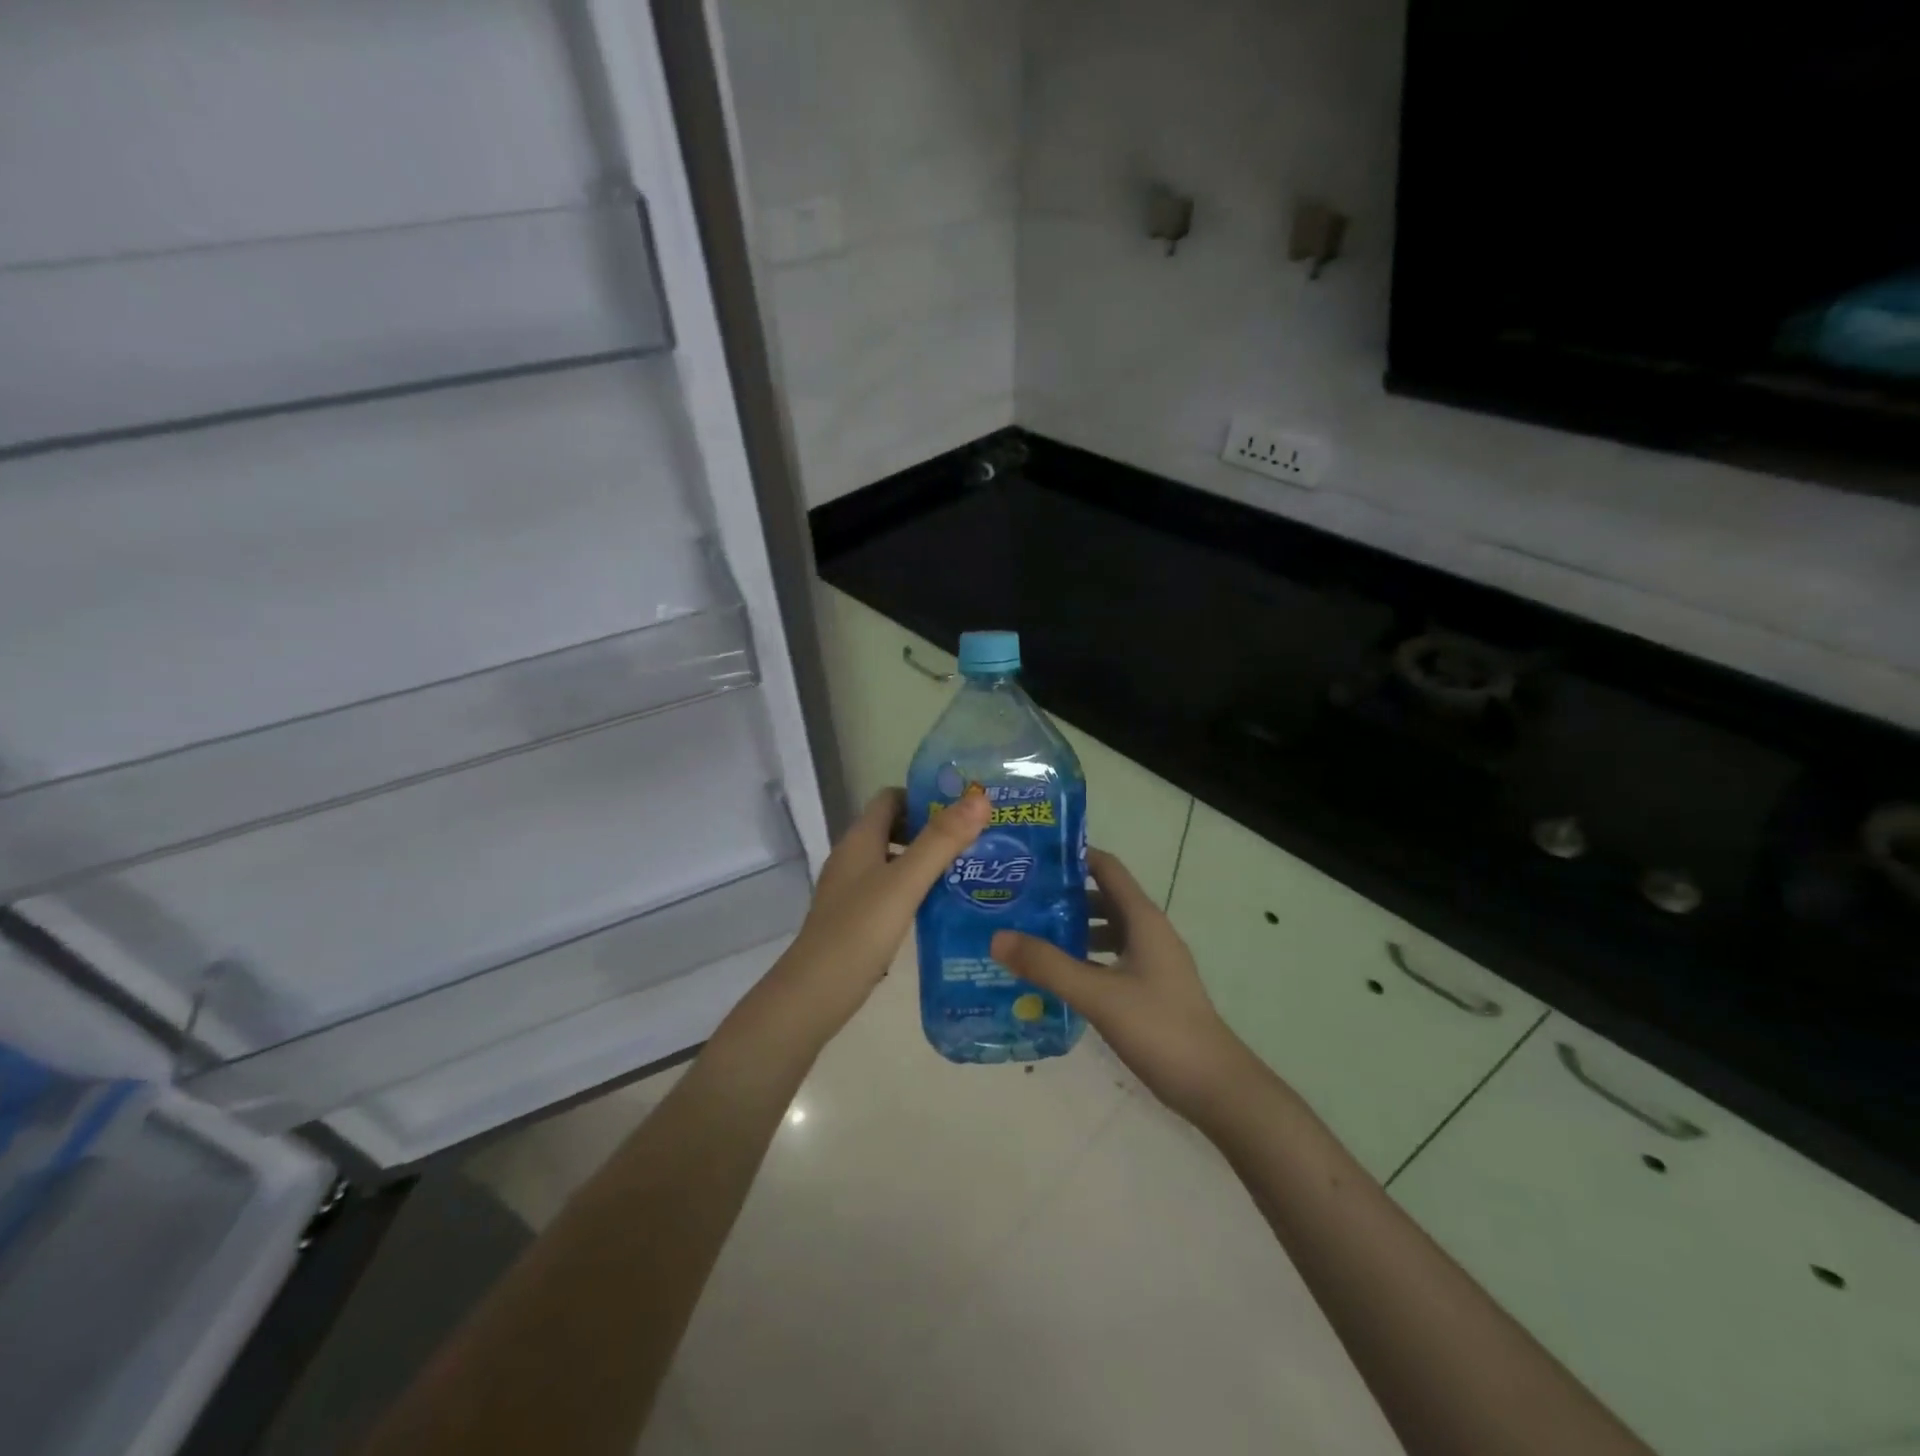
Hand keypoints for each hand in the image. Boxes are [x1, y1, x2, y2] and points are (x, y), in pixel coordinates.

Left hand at [767, 785, 990, 1038]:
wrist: (815, 993)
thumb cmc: (860, 930)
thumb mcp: (906, 882)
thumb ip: (942, 841)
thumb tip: (980, 798)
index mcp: (860, 839)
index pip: (891, 798)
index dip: (924, 796)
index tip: (963, 808)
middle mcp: (853, 857)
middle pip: (895, 827)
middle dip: (932, 829)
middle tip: (975, 839)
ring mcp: (852, 890)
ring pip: (894, 860)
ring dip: (927, 860)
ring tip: (968, 870)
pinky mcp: (856, 918)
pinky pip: (891, 890)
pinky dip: (916, 889)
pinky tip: (942, 906)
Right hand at [991, 850, 1252, 1118]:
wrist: (1213, 1086)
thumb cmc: (1159, 1028)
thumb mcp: (1098, 995)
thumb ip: (1048, 965)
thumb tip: (998, 937)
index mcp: (1143, 918)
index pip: (1106, 867)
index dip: (1072, 856)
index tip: (1031, 859)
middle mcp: (1148, 931)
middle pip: (1101, 897)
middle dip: (1062, 895)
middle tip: (1018, 900)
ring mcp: (1150, 961)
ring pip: (1104, 931)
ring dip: (1070, 929)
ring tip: (1027, 936)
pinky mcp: (1148, 988)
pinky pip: (1108, 959)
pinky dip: (1082, 959)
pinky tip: (1053, 977)